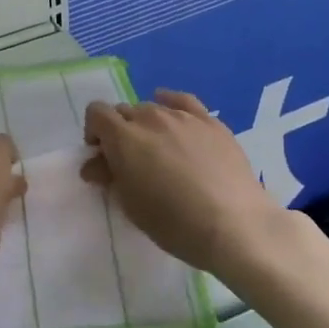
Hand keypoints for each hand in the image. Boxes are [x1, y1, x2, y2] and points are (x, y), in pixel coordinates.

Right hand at [83, 90, 288, 285]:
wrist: (234, 225)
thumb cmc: (174, 223)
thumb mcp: (131, 205)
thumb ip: (109, 177)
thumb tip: (95, 165)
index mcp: (124, 138)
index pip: (96, 113)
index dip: (94, 132)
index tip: (102, 157)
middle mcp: (150, 117)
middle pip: (124, 111)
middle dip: (119, 131)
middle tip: (129, 160)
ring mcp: (183, 116)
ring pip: (153, 107)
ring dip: (146, 124)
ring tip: (159, 150)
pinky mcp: (211, 122)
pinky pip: (183, 101)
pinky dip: (171, 104)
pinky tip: (173, 114)